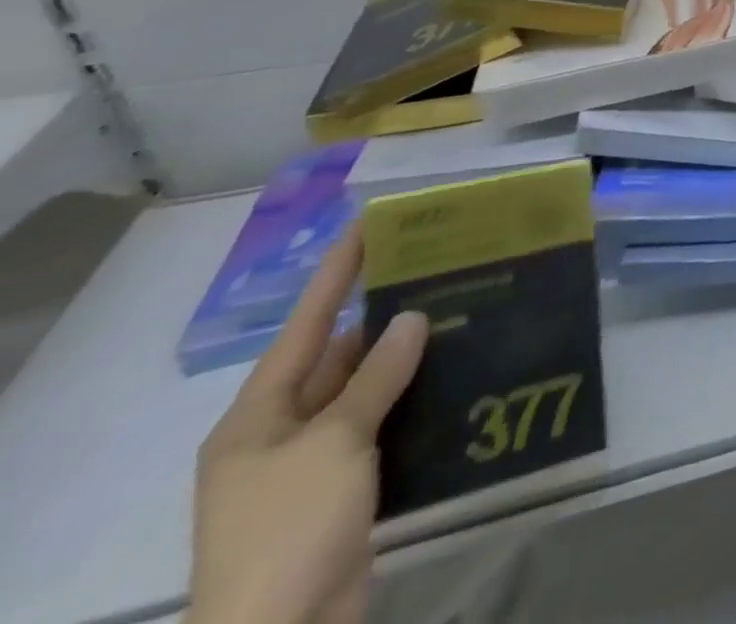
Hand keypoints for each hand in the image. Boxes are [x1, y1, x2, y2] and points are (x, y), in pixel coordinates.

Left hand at [189, 225, 427, 623]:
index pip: (304, 326)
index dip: (336, 274)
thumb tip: (413, 316)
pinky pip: (382, 425)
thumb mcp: (334, 442)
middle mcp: (281, 433)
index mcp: (258, 417)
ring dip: (407, 358)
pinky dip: (414, 399)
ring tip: (461, 311)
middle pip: (337, 357)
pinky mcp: (345, 487)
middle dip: (385, 315)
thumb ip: (376, 376)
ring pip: (366, 390)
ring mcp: (313, 463)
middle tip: (440, 269)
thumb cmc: (290, 526)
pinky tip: (456, 374)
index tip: (370, 225)